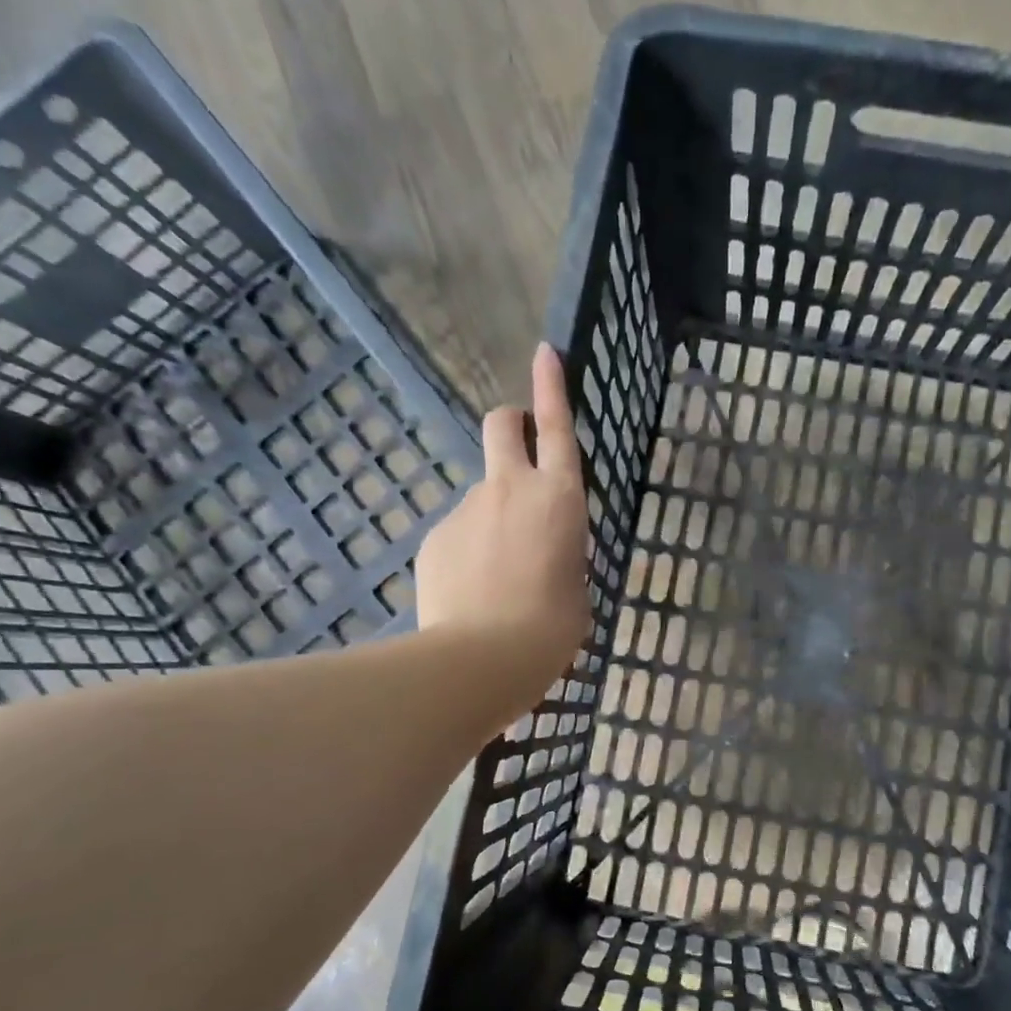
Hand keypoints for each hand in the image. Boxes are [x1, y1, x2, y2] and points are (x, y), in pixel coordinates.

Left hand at [416, 344, 590, 681]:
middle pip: (500, 426)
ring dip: (492, 518)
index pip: (556, 427)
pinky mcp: (434, 537)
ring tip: (499, 577)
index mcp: (559, 499)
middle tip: (516, 449)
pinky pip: (458, 534)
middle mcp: (510, 489)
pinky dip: (468, 552)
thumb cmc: (551, 628)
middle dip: (509, 425)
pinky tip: (472, 593)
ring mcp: (465, 509)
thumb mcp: (577, 587)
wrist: (483, 659)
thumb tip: (543, 552)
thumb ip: (562, 554)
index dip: (551, 386)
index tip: (545, 352)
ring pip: (481, 495)